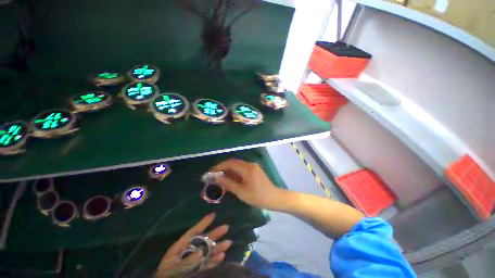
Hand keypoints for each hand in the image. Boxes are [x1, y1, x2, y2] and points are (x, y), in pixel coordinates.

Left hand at [154, 213, 231, 277]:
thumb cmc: (166, 275)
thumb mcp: (174, 267)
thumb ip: (188, 260)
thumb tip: (202, 251)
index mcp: (181, 246)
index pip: (194, 231)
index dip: (204, 223)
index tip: (214, 214)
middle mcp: (189, 250)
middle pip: (204, 240)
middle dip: (215, 234)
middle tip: (226, 227)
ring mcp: (193, 260)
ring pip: (208, 251)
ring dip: (218, 247)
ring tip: (228, 243)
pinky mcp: (197, 269)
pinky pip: (207, 263)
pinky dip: (214, 260)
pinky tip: (222, 256)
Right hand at [211, 159, 281, 209]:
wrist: (274, 198)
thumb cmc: (257, 196)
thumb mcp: (241, 191)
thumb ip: (228, 183)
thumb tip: (215, 178)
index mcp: (247, 168)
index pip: (230, 163)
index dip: (219, 166)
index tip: (210, 172)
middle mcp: (249, 164)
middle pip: (233, 163)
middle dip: (222, 168)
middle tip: (213, 176)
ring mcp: (252, 167)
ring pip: (237, 166)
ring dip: (228, 171)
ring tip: (220, 179)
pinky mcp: (254, 170)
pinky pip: (241, 169)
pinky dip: (234, 173)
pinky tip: (230, 180)